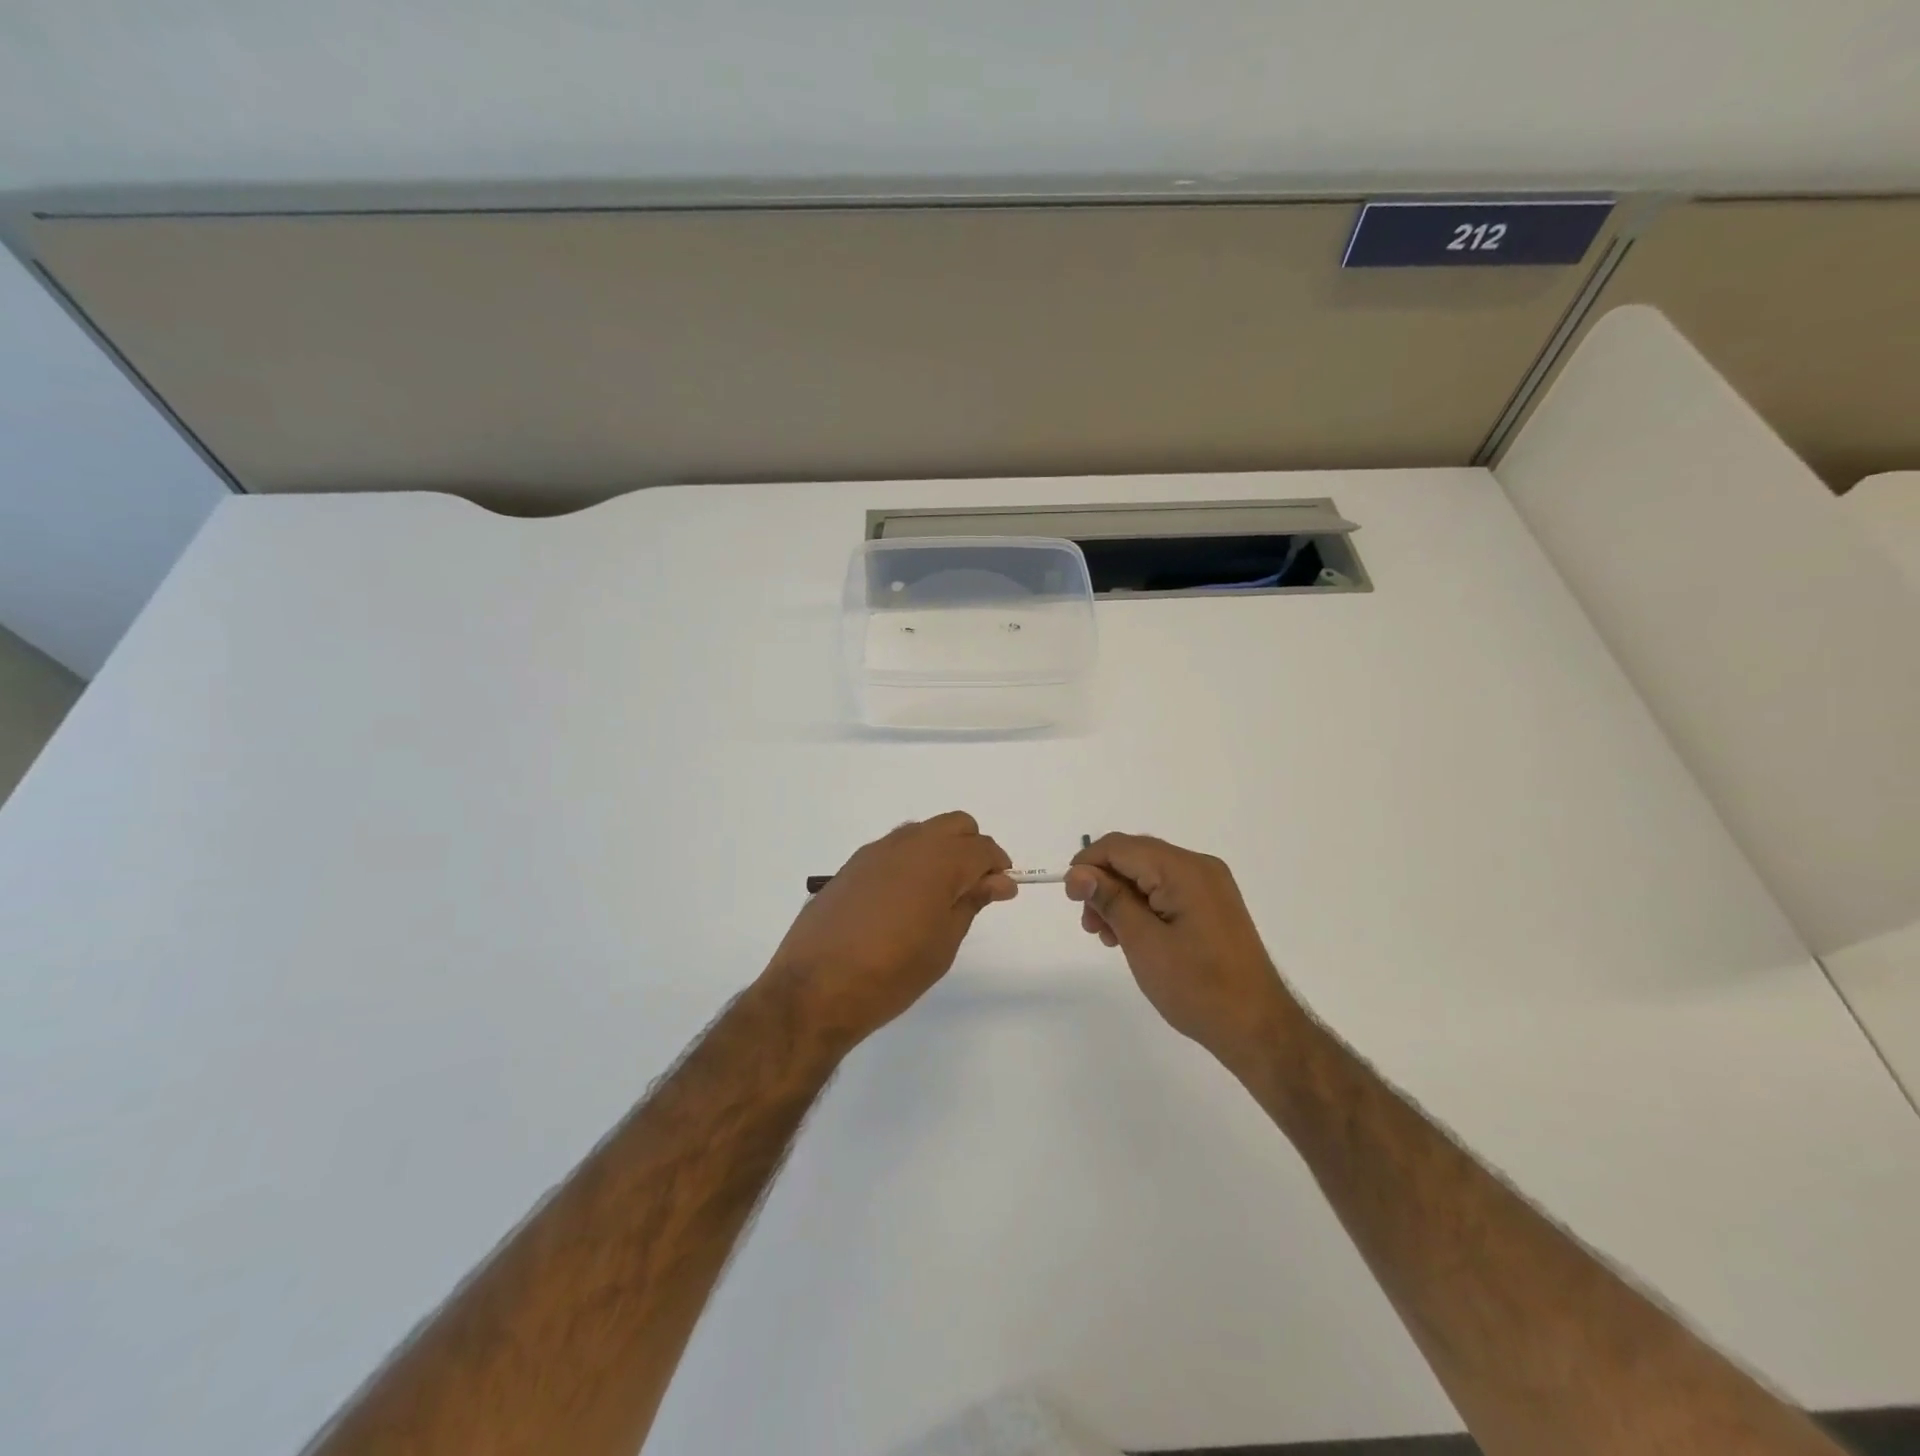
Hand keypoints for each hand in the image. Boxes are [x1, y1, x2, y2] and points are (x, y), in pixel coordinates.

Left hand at [764, 812, 1015, 1052]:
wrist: (815, 987)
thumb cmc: (892, 973)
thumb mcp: (943, 943)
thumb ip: (972, 902)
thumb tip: (999, 881)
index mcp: (938, 860)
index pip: (982, 848)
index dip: (998, 868)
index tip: (1002, 892)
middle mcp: (908, 844)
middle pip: (955, 825)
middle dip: (972, 848)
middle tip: (973, 889)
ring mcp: (875, 852)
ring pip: (922, 832)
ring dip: (940, 851)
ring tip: (938, 897)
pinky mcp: (852, 866)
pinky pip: (894, 849)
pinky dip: (911, 862)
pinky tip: (903, 901)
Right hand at [1065, 834, 1298, 1073]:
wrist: (1257, 1028)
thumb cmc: (1197, 987)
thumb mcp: (1143, 942)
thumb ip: (1109, 900)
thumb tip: (1077, 873)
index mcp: (1184, 870)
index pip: (1121, 846)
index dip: (1088, 864)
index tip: (1070, 898)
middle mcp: (1199, 867)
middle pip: (1135, 857)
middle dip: (1103, 884)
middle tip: (1089, 924)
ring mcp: (1209, 886)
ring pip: (1148, 875)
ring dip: (1120, 898)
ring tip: (1107, 936)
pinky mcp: (1212, 906)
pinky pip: (1166, 891)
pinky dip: (1142, 907)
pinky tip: (1131, 936)